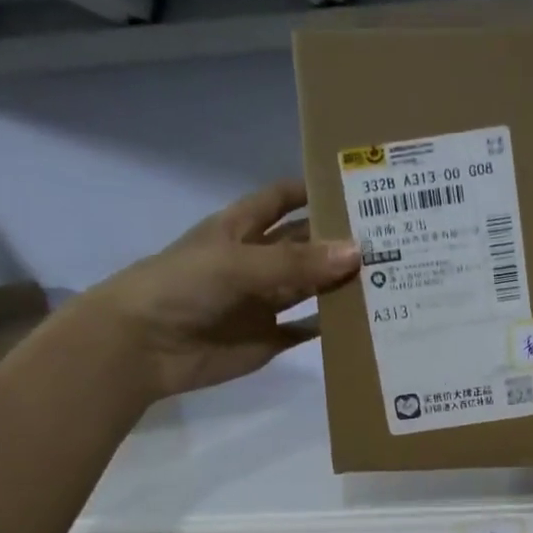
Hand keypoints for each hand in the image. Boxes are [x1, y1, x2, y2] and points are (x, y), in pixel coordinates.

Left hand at [76, 180, 359, 401]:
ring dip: (340, 283)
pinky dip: (330, 328)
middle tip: (389, 236)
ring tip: (387, 276)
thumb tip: (357, 252)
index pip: (281, 199)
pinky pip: (305, 330)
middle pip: (304, 245)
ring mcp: (263, 302)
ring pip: (310, 287)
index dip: (312, 189)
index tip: (356, 186)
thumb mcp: (237, 263)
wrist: (143, 347)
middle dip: (338, 240)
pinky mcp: (268, 339)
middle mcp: (256, 262)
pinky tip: (362, 321)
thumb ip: (296, 262)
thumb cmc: (181, 287)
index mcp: (240, 229)